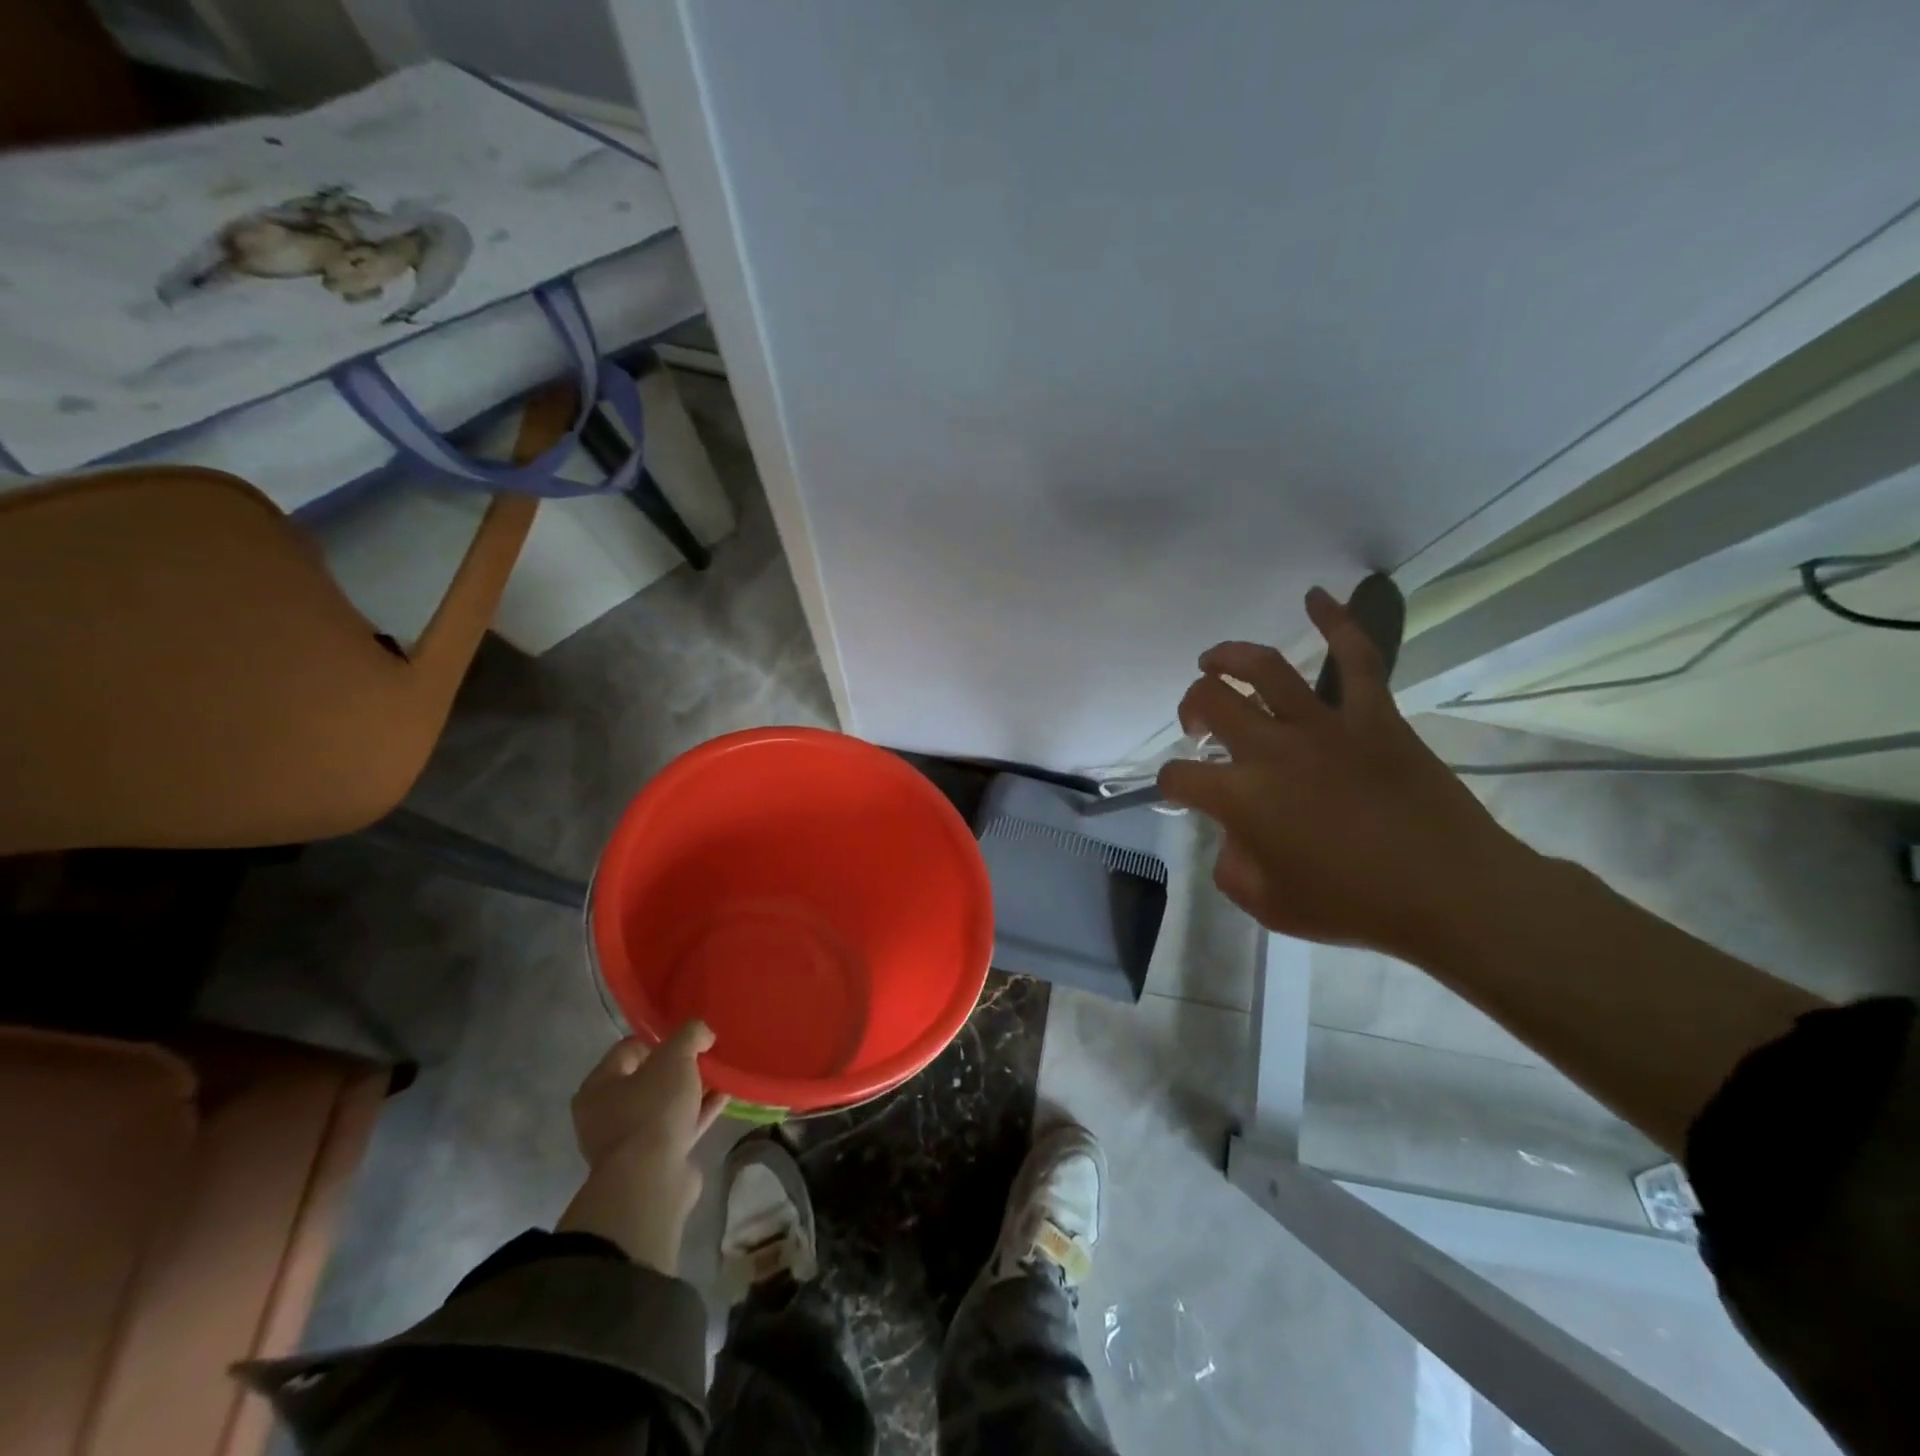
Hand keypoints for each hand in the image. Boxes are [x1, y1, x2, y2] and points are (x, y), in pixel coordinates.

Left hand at [557, 1022, 729, 1273]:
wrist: (651, 1181)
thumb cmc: (653, 1110)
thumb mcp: (675, 1058)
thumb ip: (690, 1035)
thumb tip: (703, 1033)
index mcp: (599, 1086)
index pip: (629, 1048)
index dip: (660, 1038)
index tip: (689, 1037)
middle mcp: (607, 1114)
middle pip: (649, 1078)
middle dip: (679, 1066)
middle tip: (706, 1055)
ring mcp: (630, 1140)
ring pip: (666, 1104)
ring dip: (692, 1090)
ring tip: (721, 1074)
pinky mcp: (654, 1160)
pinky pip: (680, 1126)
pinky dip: (700, 1111)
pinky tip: (725, 1097)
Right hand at [1157, 587, 1531, 959]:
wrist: (1450, 892)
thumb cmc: (1353, 904)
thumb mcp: (1268, 905)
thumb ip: (1230, 867)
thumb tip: (1231, 837)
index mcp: (1241, 797)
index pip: (1179, 776)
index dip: (1170, 784)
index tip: (1182, 794)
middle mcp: (1272, 749)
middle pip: (1210, 702)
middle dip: (1191, 708)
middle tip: (1198, 725)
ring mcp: (1324, 726)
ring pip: (1264, 668)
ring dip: (1228, 656)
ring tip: (1213, 659)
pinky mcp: (1373, 716)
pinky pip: (1356, 658)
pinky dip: (1336, 622)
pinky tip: (1316, 597)